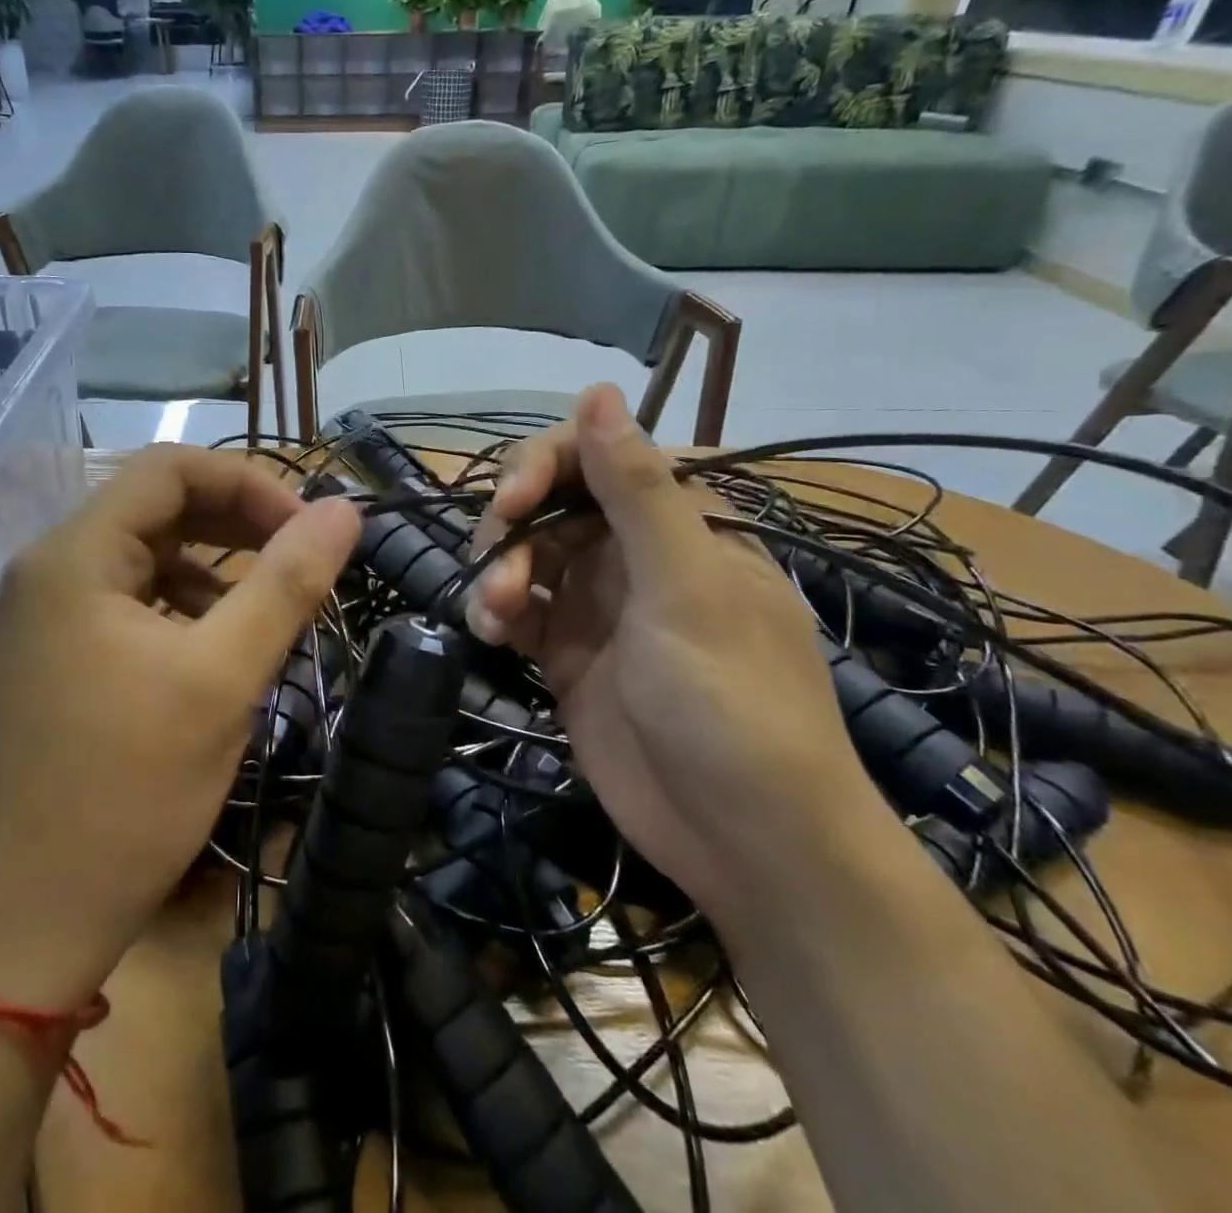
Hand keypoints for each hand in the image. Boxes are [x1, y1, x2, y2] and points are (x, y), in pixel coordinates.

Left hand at [0, 446, 361, 1009]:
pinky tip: (210, 655)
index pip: (169, 468)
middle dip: (235, 525)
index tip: (307, 530)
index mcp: (73, 556)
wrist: (15, 932)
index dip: (249, 483)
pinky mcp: (45, 666)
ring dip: (210, 571)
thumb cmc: (124, 794)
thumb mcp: (222, 680)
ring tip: (264, 614)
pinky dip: (177, 612)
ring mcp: (37, 622)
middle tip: (300, 562)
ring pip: (140, 561)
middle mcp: (45, 572)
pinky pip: (122, 608)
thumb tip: (344, 510)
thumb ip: (287, 583)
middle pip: (153, 509)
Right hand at [467, 384, 897, 926]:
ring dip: (497, 571)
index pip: (600, 457)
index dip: (545, 466)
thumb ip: (638, 490)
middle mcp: (637, 553)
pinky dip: (495, 611)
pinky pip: (518, 608)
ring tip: (492, 614)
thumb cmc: (731, 703)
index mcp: (683, 522)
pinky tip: (488, 633)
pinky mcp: (568, 652)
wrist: (744, 842)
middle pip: (552, 503)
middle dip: (513, 526)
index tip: (511, 502)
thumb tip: (598, 390)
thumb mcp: (686, 588)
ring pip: (526, 554)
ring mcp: (599, 603)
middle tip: (494, 565)